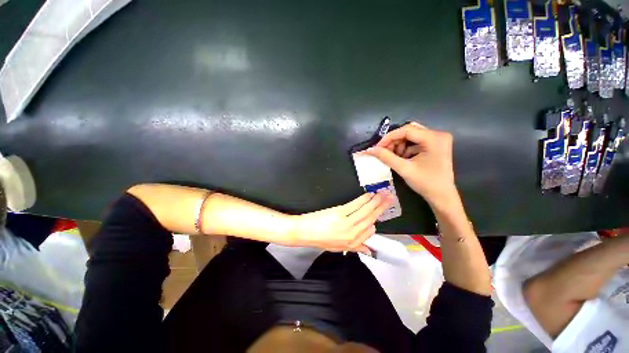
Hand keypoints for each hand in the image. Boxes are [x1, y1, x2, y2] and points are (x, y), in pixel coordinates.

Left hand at [289, 192, 392, 252]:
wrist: (304, 232)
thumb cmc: (320, 239)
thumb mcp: (338, 247)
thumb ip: (355, 247)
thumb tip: (369, 249)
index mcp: (352, 243)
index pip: (370, 231)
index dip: (376, 220)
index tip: (380, 211)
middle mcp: (353, 233)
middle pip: (371, 218)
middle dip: (381, 207)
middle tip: (390, 197)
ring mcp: (347, 222)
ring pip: (365, 211)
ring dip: (375, 201)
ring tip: (383, 193)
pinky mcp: (340, 212)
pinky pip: (356, 205)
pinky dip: (364, 199)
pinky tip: (369, 194)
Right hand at [364, 122, 456, 207]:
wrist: (442, 196)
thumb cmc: (425, 183)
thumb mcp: (404, 169)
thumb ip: (386, 157)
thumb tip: (370, 150)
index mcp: (434, 138)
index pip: (406, 130)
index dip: (389, 137)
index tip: (377, 147)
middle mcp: (438, 134)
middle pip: (409, 131)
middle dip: (394, 141)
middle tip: (384, 152)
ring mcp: (438, 139)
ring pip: (411, 136)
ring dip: (399, 145)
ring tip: (394, 157)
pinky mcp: (435, 145)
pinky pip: (416, 141)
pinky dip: (406, 148)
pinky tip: (402, 158)